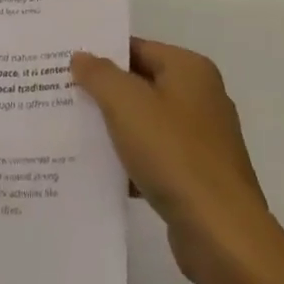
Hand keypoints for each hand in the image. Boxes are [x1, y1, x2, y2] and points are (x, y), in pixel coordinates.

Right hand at [71, 39, 283, 283]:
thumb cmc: (173, 154)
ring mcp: (202, 140)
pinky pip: (155, 157)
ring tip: (72, 130)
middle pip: (140, 84)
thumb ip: (98, 74)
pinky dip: (130, 161)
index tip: (65, 63)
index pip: (136, 48)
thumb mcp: (125, 103)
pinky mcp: (198, 177)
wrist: (221, 236)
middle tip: (62, 93)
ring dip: (114, 128)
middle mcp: (201, 97)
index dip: (100, 54)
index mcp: (190, 70)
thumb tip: (81, 57)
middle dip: (103, 92)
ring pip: (145, 123)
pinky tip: (99, 170)